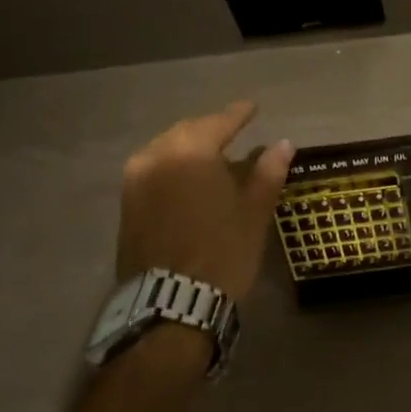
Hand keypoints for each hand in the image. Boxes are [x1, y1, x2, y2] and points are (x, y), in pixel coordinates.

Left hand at [115, 102, 293, 299]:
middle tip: (232, 129)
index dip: (238, 114)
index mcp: (190, 152)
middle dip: (211, 129)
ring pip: (165, 150)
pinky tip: (188, 179)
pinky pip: (153, 171)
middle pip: (187, 132)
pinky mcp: (127, 207)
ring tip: (211, 154)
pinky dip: (173, 168)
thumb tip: (283, 144)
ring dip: (189, 148)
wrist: (170, 304)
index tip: (253, 107)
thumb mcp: (254, 212)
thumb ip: (267, 172)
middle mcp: (156, 157)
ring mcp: (135, 182)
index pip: (218, 123)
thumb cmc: (222, 252)